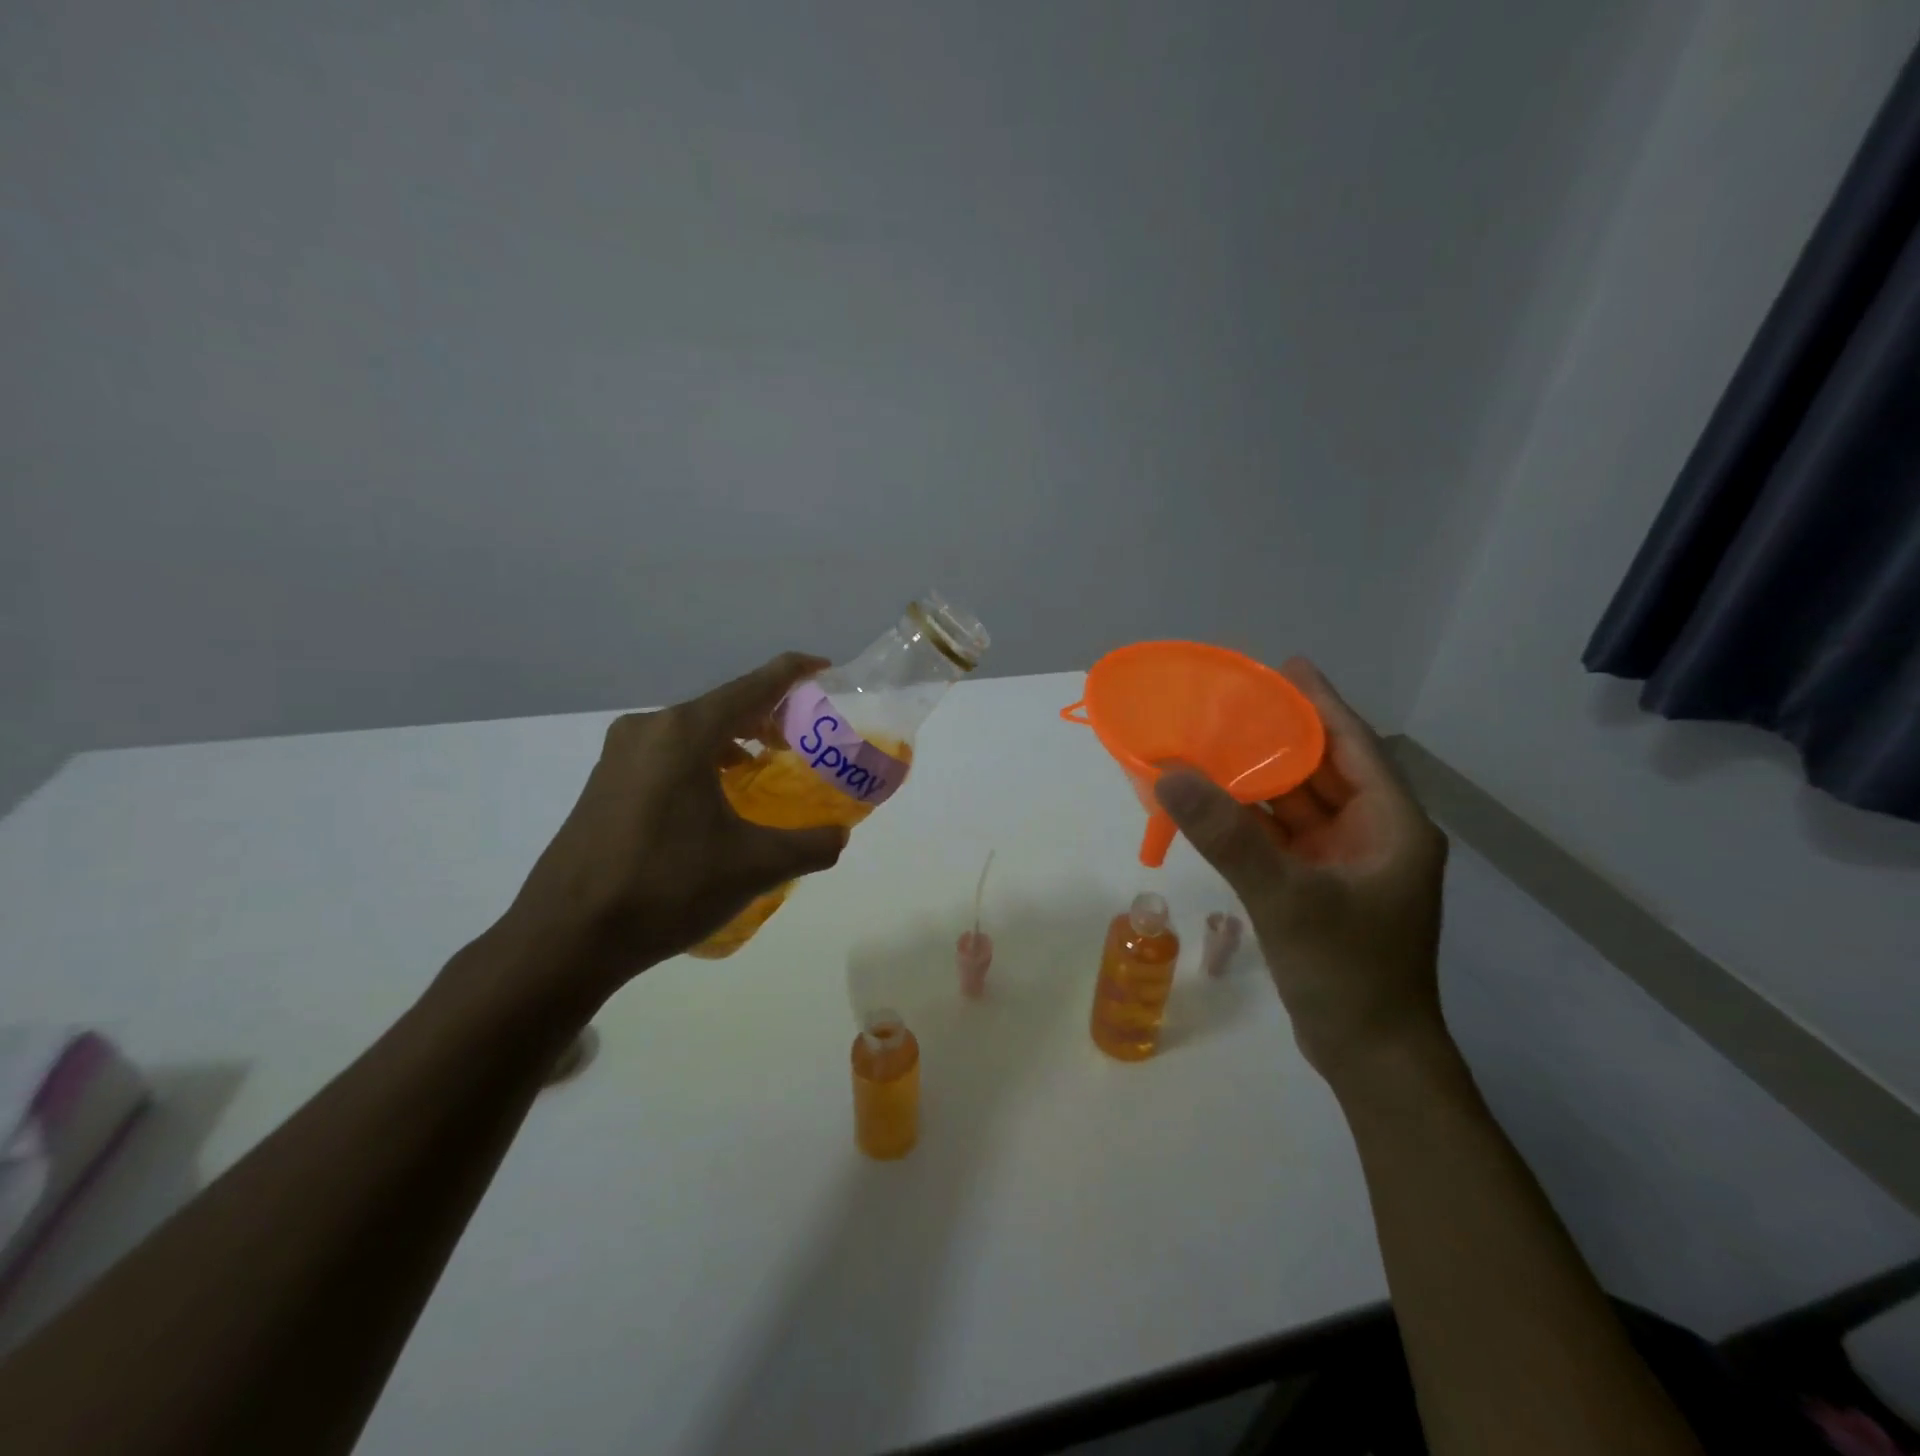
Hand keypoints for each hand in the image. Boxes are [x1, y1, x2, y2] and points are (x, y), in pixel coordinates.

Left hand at [499, 653, 847, 1003]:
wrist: (565, 937)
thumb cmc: (665, 888)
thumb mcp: (753, 868)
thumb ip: (810, 845)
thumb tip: (840, 836)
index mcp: (685, 733)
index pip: (754, 686)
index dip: (794, 673)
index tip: (826, 669)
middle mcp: (649, 729)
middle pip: (723, 705)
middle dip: (768, 715)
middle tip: (803, 739)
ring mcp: (620, 755)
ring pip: (694, 730)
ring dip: (734, 740)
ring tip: (764, 767)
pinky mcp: (605, 782)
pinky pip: (668, 753)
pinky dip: (703, 760)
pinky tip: (717, 798)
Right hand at [1154, 658, 1449, 1088]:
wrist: (1369, 1056)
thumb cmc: (1347, 971)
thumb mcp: (1286, 897)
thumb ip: (1227, 835)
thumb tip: (1170, 773)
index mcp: (1391, 824)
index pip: (1354, 745)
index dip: (1319, 702)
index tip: (1283, 665)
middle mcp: (1374, 835)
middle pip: (1323, 769)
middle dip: (1279, 736)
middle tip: (1230, 701)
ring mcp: (1347, 863)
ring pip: (1299, 804)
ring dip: (1259, 778)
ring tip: (1213, 742)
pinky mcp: (1322, 887)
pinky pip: (1283, 836)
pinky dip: (1252, 819)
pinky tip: (1215, 801)